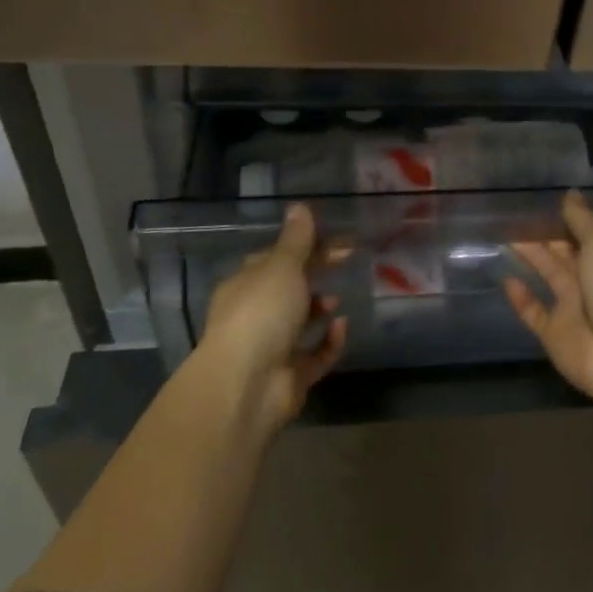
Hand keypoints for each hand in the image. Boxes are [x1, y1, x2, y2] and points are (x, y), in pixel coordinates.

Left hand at [200, 204, 349, 430]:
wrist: (247, 385)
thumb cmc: (261, 313)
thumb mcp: (281, 267)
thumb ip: (296, 240)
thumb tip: (299, 206)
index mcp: (245, 284)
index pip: (275, 258)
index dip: (304, 245)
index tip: (336, 238)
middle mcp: (254, 314)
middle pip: (289, 287)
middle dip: (315, 273)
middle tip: (347, 259)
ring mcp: (271, 347)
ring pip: (300, 322)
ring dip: (320, 307)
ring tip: (337, 299)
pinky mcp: (291, 376)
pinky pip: (315, 354)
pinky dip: (330, 341)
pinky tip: (342, 326)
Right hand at [504, 191, 592, 404]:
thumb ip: (582, 220)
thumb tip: (570, 194)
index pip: (589, 235)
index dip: (568, 220)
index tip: (543, 204)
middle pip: (567, 254)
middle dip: (545, 237)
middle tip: (515, 217)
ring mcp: (576, 310)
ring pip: (550, 277)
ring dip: (531, 259)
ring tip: (504, 237)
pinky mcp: (556, 335)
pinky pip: (535, 312)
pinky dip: (521, 298)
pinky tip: (505, 278)